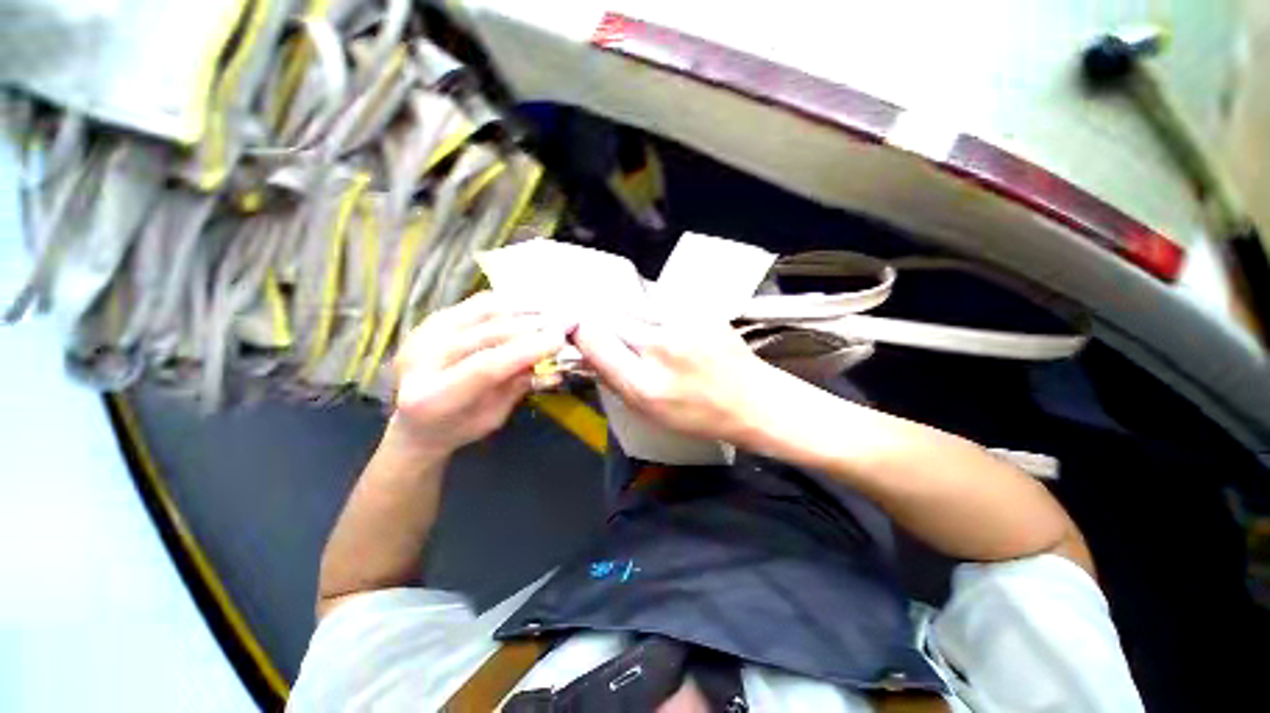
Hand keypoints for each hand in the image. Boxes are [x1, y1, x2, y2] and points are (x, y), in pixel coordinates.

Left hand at [389, 292, 570, 456]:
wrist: (415, 421)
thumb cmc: (458, 427)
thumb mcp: (493, 417)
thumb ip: (517, 387)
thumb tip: (552, 361)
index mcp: (434, 397)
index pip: (488, 366)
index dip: (527, 350)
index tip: (560, 339)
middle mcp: (420, 359)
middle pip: (487, 333)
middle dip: (533, 325)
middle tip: (566, 321)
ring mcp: (423, 333)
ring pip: (482, 311)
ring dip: (524, 309)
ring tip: (554, 310)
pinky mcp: (431, 319)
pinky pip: (476, 304)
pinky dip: (507, 302)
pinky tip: (530, 306)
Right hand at [572, 315, 782, 444]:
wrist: (752, 400)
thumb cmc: (698, 414)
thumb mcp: (649, 411)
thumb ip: (614, 380)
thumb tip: (589, 352)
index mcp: (644, 384)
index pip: (595, 341)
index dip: (580, 330)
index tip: (577, 328)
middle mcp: (661, 348)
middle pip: (611, 316)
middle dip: (602, 321)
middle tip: (604, 327)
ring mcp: (684, 322)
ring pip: (635, 304)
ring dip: (629, 314)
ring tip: (642, 330)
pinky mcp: (700, 309)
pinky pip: (661, 301)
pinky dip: (654, 311)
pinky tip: (667, 327)